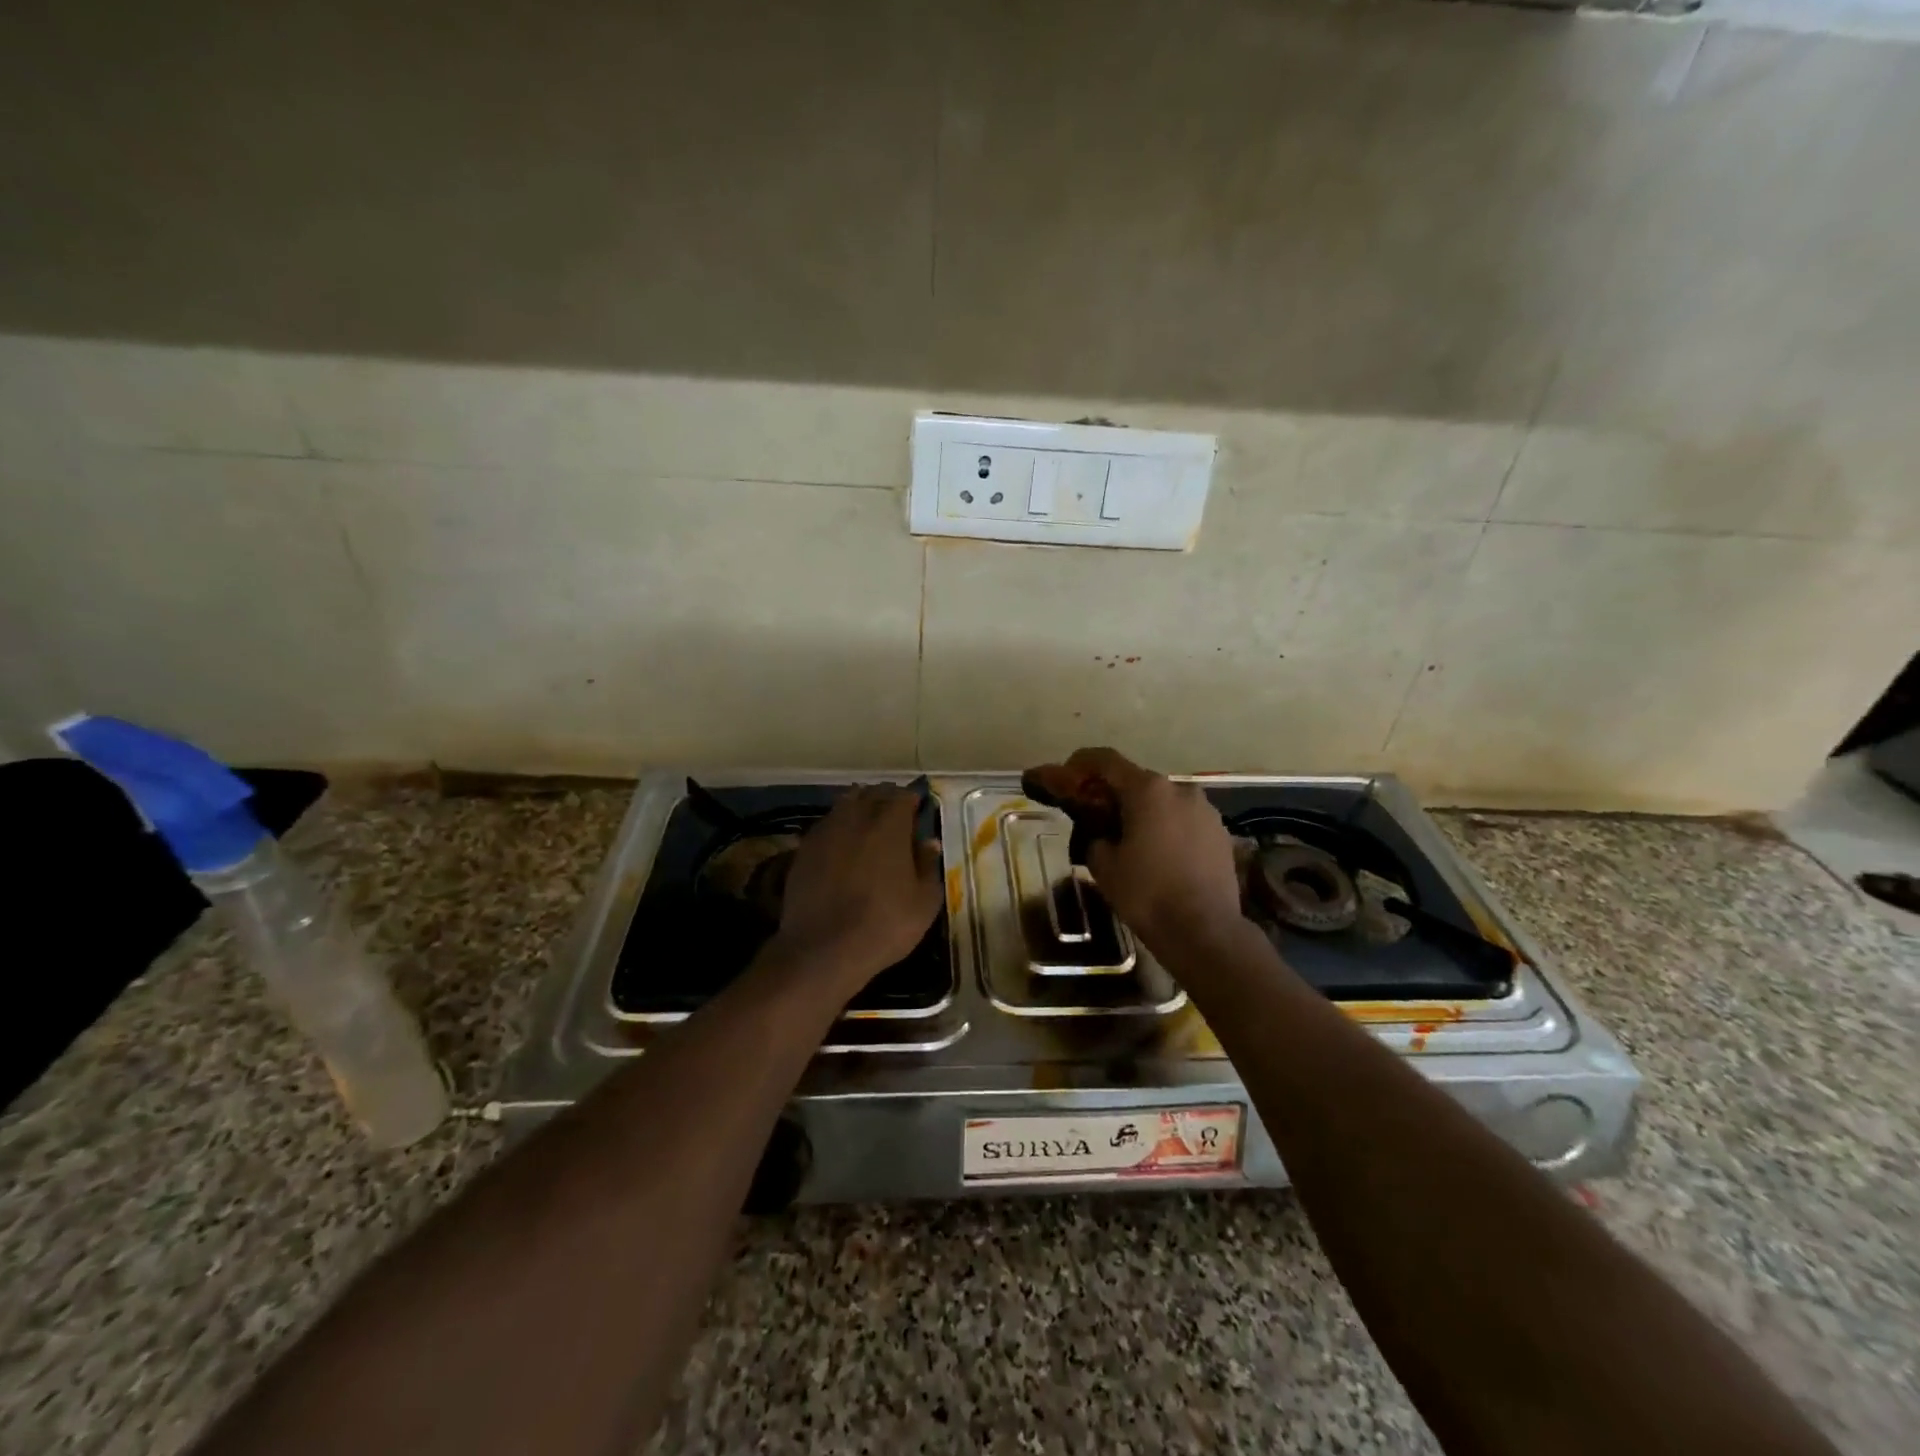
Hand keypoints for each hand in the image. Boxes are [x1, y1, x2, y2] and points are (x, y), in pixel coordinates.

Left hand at [774, 785, 943, 989]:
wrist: (822, 949)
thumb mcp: (924, 902)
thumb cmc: (884, 925)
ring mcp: (826, 831)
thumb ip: (929, 866)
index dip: (912, 801)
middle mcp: (856, 817)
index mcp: (889, 825)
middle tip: (895, 817)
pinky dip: (838, 827)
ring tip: (868, 826)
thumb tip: (929, 842)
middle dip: (886, 799)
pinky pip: (826, 825)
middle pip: (872, 794)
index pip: (903, 796)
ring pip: (845, 804)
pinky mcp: (804, 848)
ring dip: (860, 808)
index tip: (918, 812)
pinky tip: (842, 846)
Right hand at [1026, 748, 1243, 949]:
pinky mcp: (1221, 833)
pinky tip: (1161, 855)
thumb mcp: (1104, 865)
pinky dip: (1168, 828)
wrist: (1205, 931)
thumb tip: (1101, 833)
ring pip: (1165, 802)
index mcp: (1147, 790)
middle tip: (1097, 814)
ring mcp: (1206, 810)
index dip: (1083, 762)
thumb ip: (1095, 836)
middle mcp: (1179, 789)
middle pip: (1138, 781)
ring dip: (1145, 812)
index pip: (1107, 761)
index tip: (1068, 772)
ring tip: (1131, 839)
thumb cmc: (1147, 894)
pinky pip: (1185, 821)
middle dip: (1115, 793)